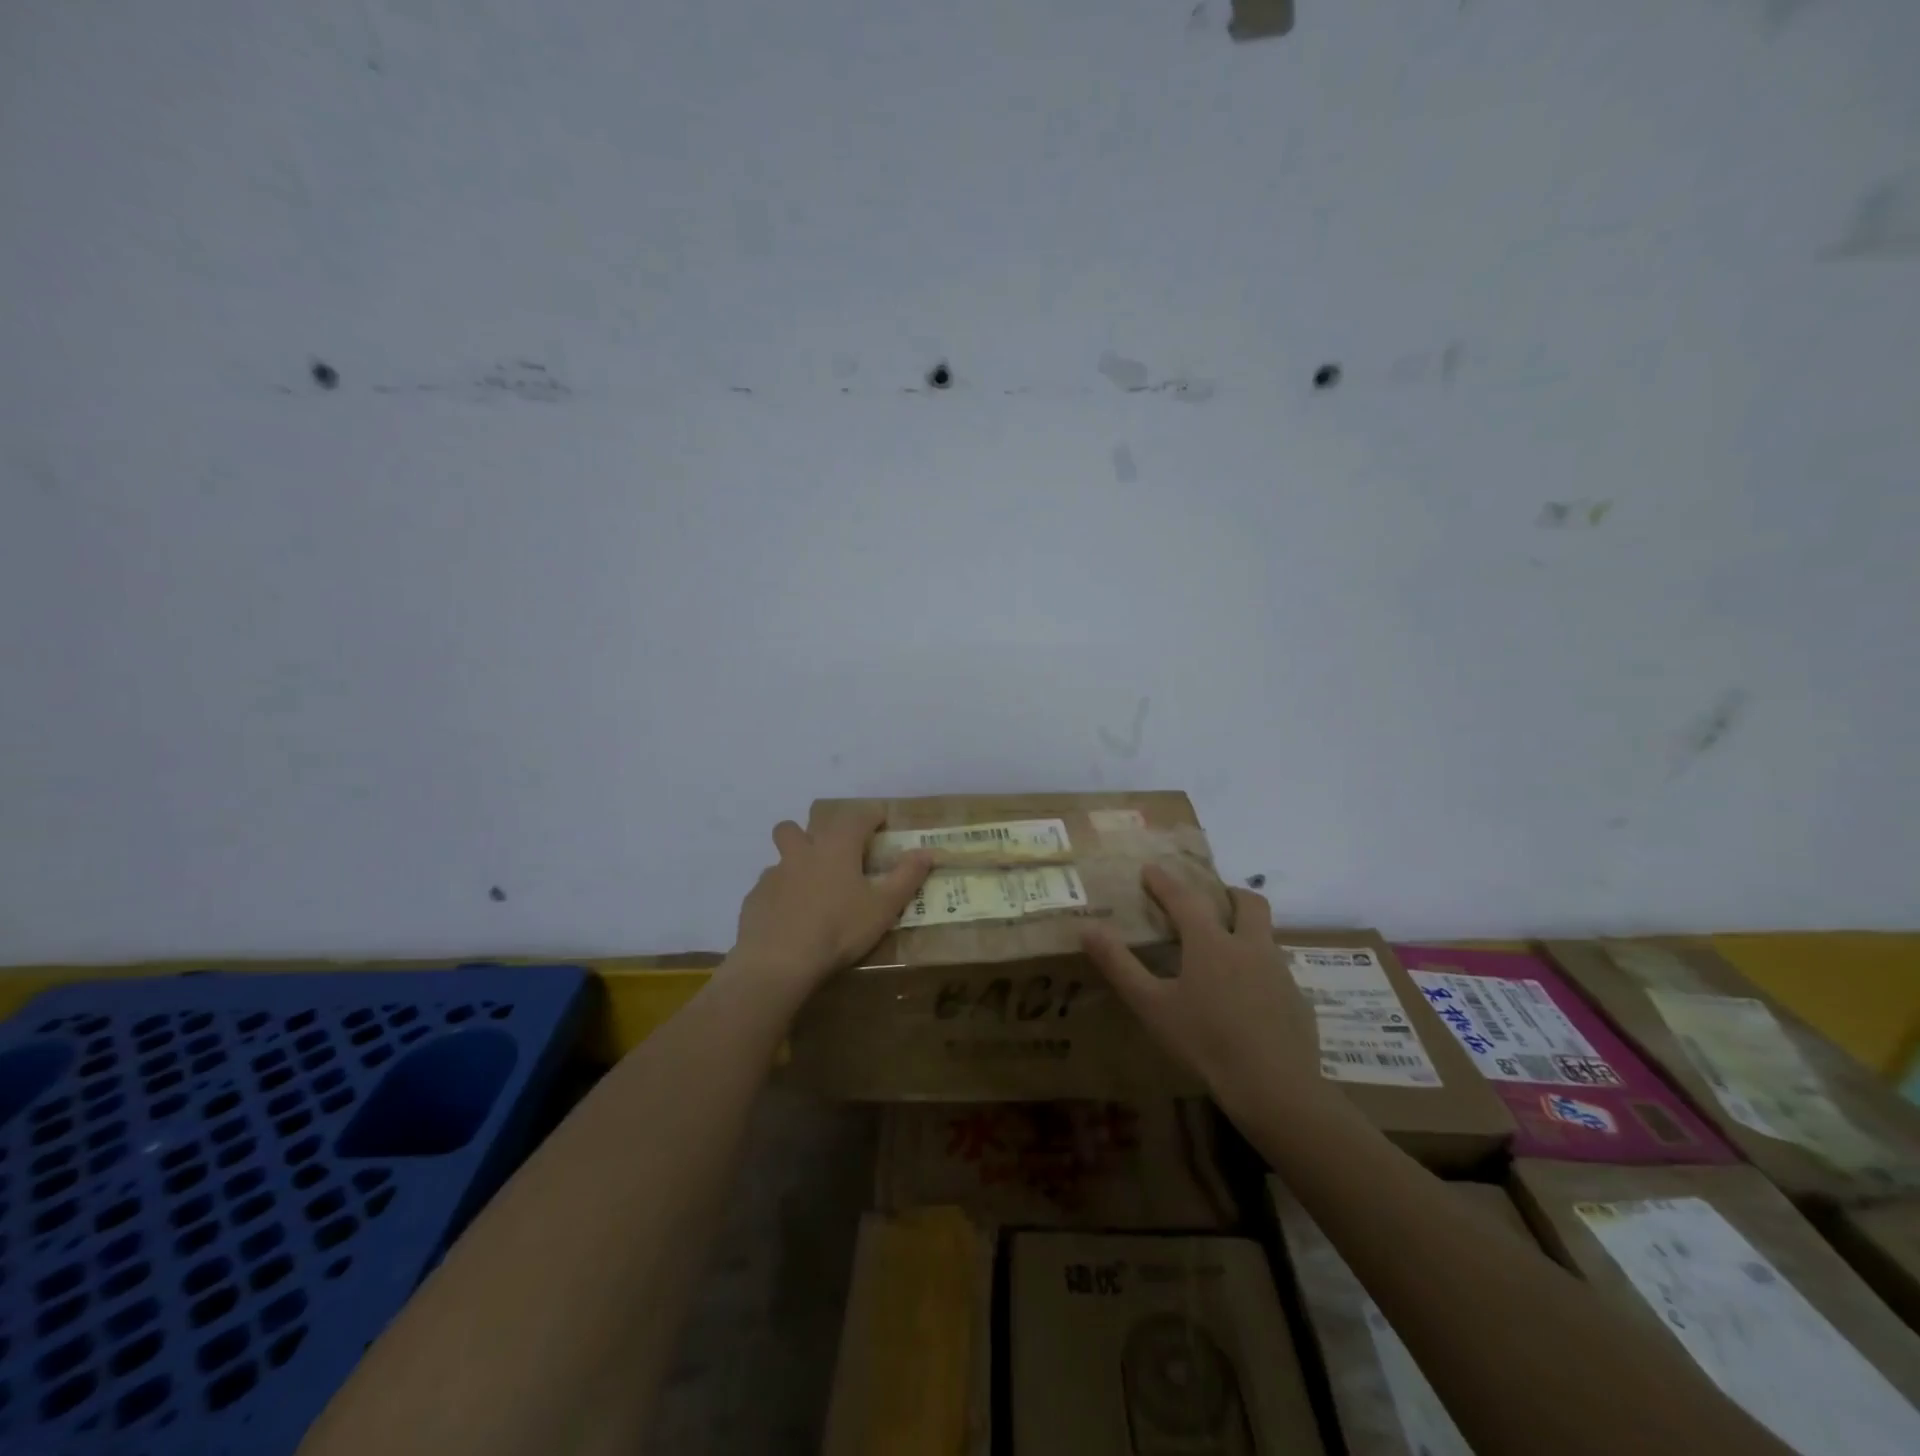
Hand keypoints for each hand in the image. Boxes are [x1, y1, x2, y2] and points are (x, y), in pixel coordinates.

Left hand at [729, 806, 931, 994]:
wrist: (778, 961)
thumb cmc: (839, 929)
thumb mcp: (883, 907)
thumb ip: (906, 877)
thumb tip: (927, 852)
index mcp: (836, 847)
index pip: (856, 816)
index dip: (871, 814)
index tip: (881, 820)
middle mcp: (801, 852)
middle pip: (797, 827)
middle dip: (812, 833)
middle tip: (830, 854)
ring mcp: (773, 875)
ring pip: (780, 857)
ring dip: (793, 863)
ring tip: (809, 888)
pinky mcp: (754, 899)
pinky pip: (768, 887)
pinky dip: (779, 895)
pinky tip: (789, 918)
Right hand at [1082, 865, 1320, 1113]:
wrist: (1275, 1088)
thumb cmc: (1205, 1042)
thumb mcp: (1152, 1006)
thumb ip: (1120, 966)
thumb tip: (1088, 930)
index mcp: (1212, 943)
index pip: (1185, 898)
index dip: (1165, 882)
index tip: (1150, 869)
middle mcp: (1250, 947)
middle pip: (1248, 903)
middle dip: (1228, 893)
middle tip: (1210, 900)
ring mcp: (1280, 973)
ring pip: (1266, 936)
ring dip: (1247, 931)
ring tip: (1226, 952)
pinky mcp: (1298, 1001)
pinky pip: (1278, 972)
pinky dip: (1260, 971)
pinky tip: (1248, 999)